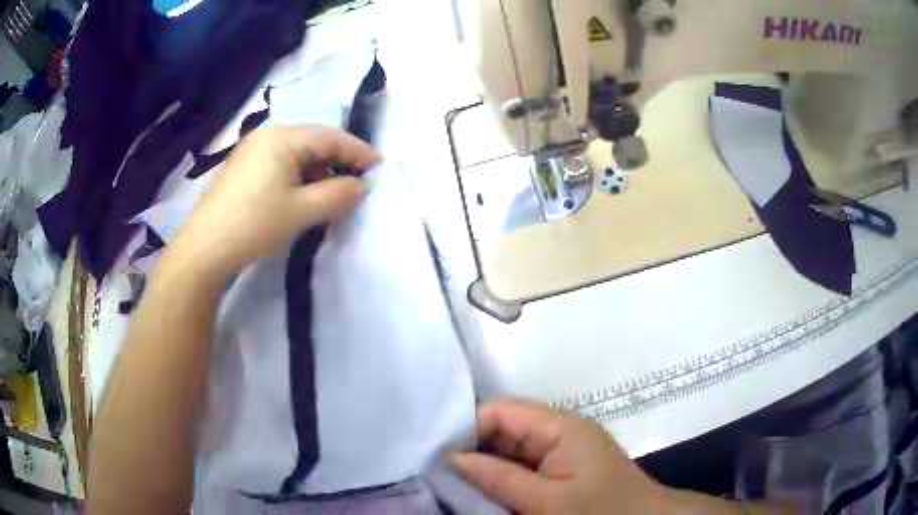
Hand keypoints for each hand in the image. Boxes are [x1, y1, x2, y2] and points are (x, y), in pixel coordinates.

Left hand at [173, 125, 380, 278]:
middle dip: (338, 163)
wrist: (204, 250)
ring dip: (318, 174)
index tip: (380, 168)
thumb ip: (338, 194)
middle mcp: (267, 137)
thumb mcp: (301, 211)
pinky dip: (298, 180)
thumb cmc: (254, 224)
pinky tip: (304, 199)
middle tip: (358, 186)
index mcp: (282, 138)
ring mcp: (252, 152)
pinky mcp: (243, 170)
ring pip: (297, 156)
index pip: (330, 137)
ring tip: (332, 197)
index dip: (358, 152)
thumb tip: (363, 186)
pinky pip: (281, 166)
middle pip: (313, 143)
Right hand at [449, 399, 670, 513]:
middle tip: (440, 477)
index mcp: (560, 426)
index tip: (439, 458)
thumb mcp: (548, 500)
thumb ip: (500, 478)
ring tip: (453, 487)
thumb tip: (452, 458)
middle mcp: (558, 431)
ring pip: (509, 451)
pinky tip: (482, 495)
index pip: (500, 411)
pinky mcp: (560, 470)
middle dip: (472, 451)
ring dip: (484, 469)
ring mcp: (560, 452)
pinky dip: (501, 480)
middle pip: (502, 430)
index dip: (467, 429)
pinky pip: (521, 468)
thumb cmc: (602, 511)